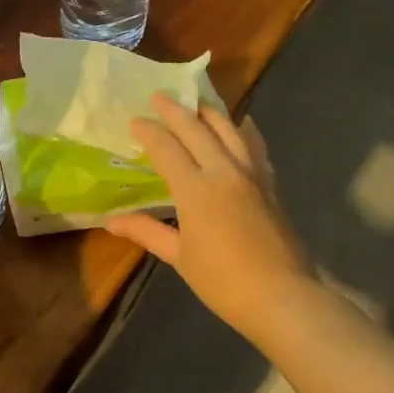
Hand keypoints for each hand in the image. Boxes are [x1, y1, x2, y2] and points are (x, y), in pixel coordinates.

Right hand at [105, 96, 317, 346]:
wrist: (282, 296)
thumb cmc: (223, 281)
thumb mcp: (180, 257)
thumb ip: (147, 232)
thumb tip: (111, 221)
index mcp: (195, 189)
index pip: (167, 148)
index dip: (149, 132)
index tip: (135, 120)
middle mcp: (224, 171)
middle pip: (197, 129)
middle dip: (175, 110)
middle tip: (159, 96)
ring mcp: (252, 175)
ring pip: (230, 130)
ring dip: (210, 113)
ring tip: (196, 103)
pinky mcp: (270, 184)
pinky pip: (256, 146)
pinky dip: (245, 131)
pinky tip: (243, 125)